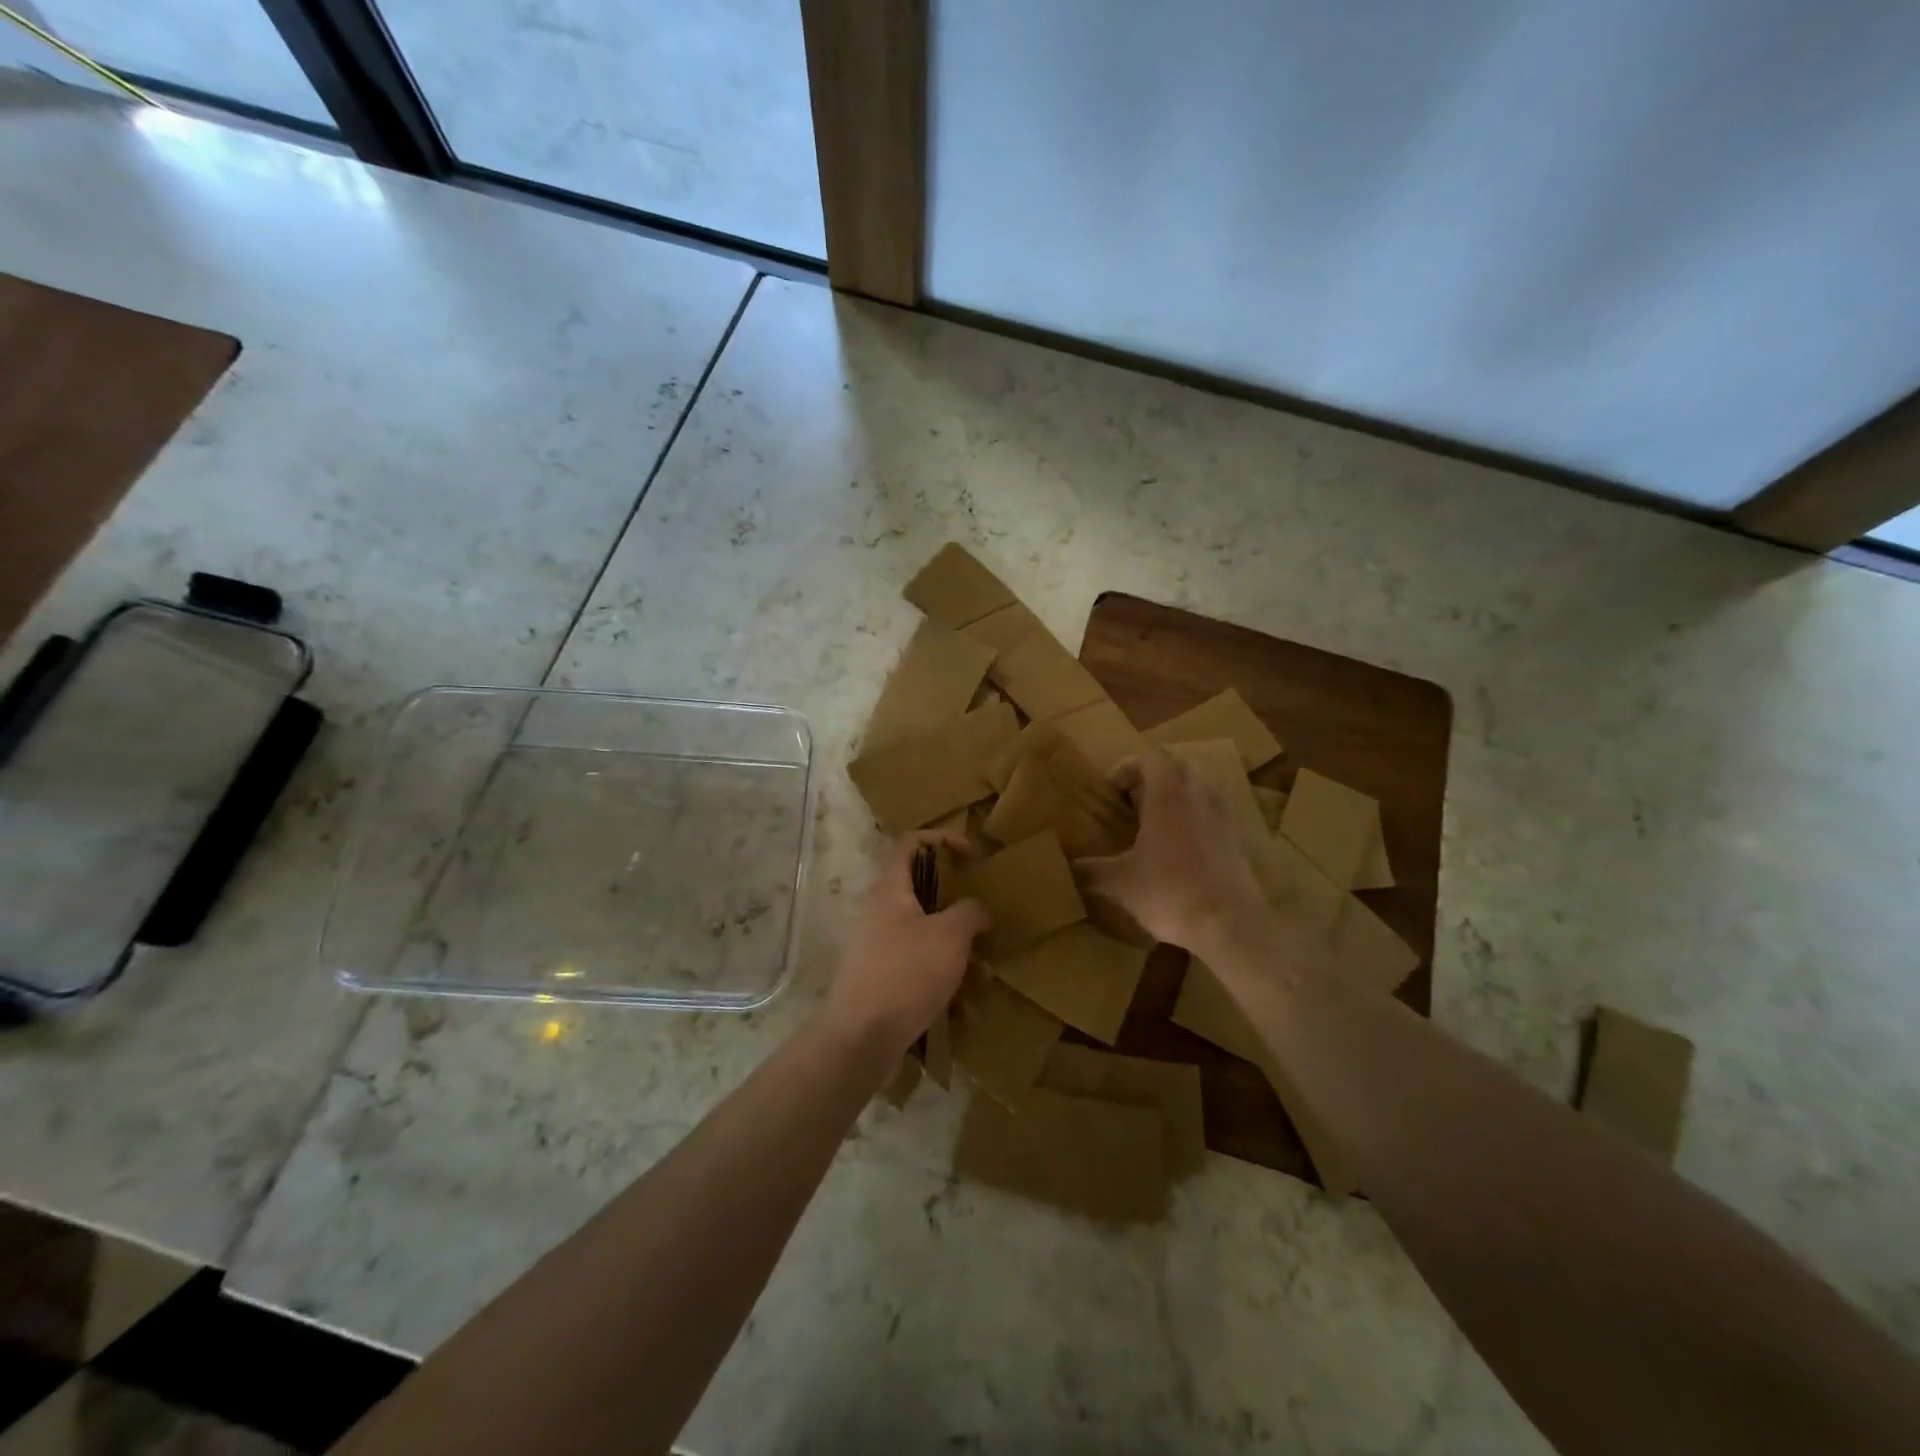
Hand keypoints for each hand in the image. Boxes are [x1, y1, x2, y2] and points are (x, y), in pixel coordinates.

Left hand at [824, 833, 989, 1059]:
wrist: (860, 1038)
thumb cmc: (906, 972)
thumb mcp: (950, 935)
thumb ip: (969, 912)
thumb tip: (975, 910)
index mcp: (890, 888)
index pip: (911, 842)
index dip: (943, 839)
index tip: (973, 855)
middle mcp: (881, 911)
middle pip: (923, 891)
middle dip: (959, 906)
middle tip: (984, 917)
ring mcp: (880, 946)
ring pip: (927, 934)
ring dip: (958, 950)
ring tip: (985, 974)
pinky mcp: (884, 978)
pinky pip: (921, 967)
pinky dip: (944, 978)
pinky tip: (966, 1007)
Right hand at [1075, 749, 1267, 954]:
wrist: (1231, 924)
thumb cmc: (1170, 891)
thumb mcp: (1121, 882)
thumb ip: (1092, 870)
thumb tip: (1068, 867)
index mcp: (1169, 794)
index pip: (1150, 757)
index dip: (1127, 766)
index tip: (1111, 789)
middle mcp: (1199, 795)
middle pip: (1178, 767)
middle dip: (1154, 777)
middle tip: (1132, 800)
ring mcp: (1224, 816)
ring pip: (1199, 788)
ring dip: (1178, 796)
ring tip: (1156, 823)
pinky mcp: (1238, 839)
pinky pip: (1213, 814)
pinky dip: (1195, 819)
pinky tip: (1181, 848)